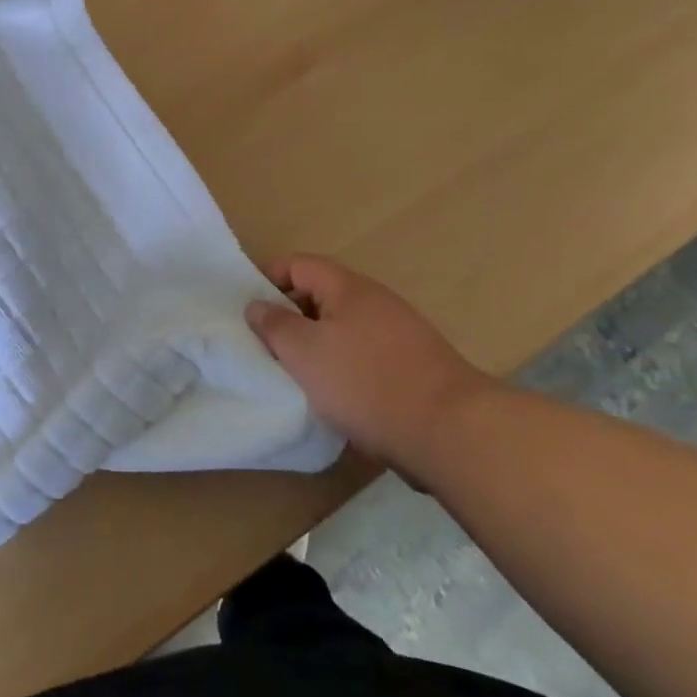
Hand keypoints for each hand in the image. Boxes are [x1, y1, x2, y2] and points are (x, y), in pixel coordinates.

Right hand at [246, 255, 493, 482]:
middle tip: (265, 345)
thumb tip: (256, 305)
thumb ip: (274, 324)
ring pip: (344, 330)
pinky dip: (344, 369)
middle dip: (290, 317)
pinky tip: (335, 398)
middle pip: (321, 296)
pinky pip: (366, 357)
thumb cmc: (365, 382)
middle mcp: (376, 302)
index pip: (298, 264)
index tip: (247, 308)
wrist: (449, 432)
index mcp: (348, 287)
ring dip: (317, 347)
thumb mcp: (303, 352)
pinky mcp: (414, 368)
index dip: (268, 279)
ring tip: (295, 375)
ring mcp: (400, 334)